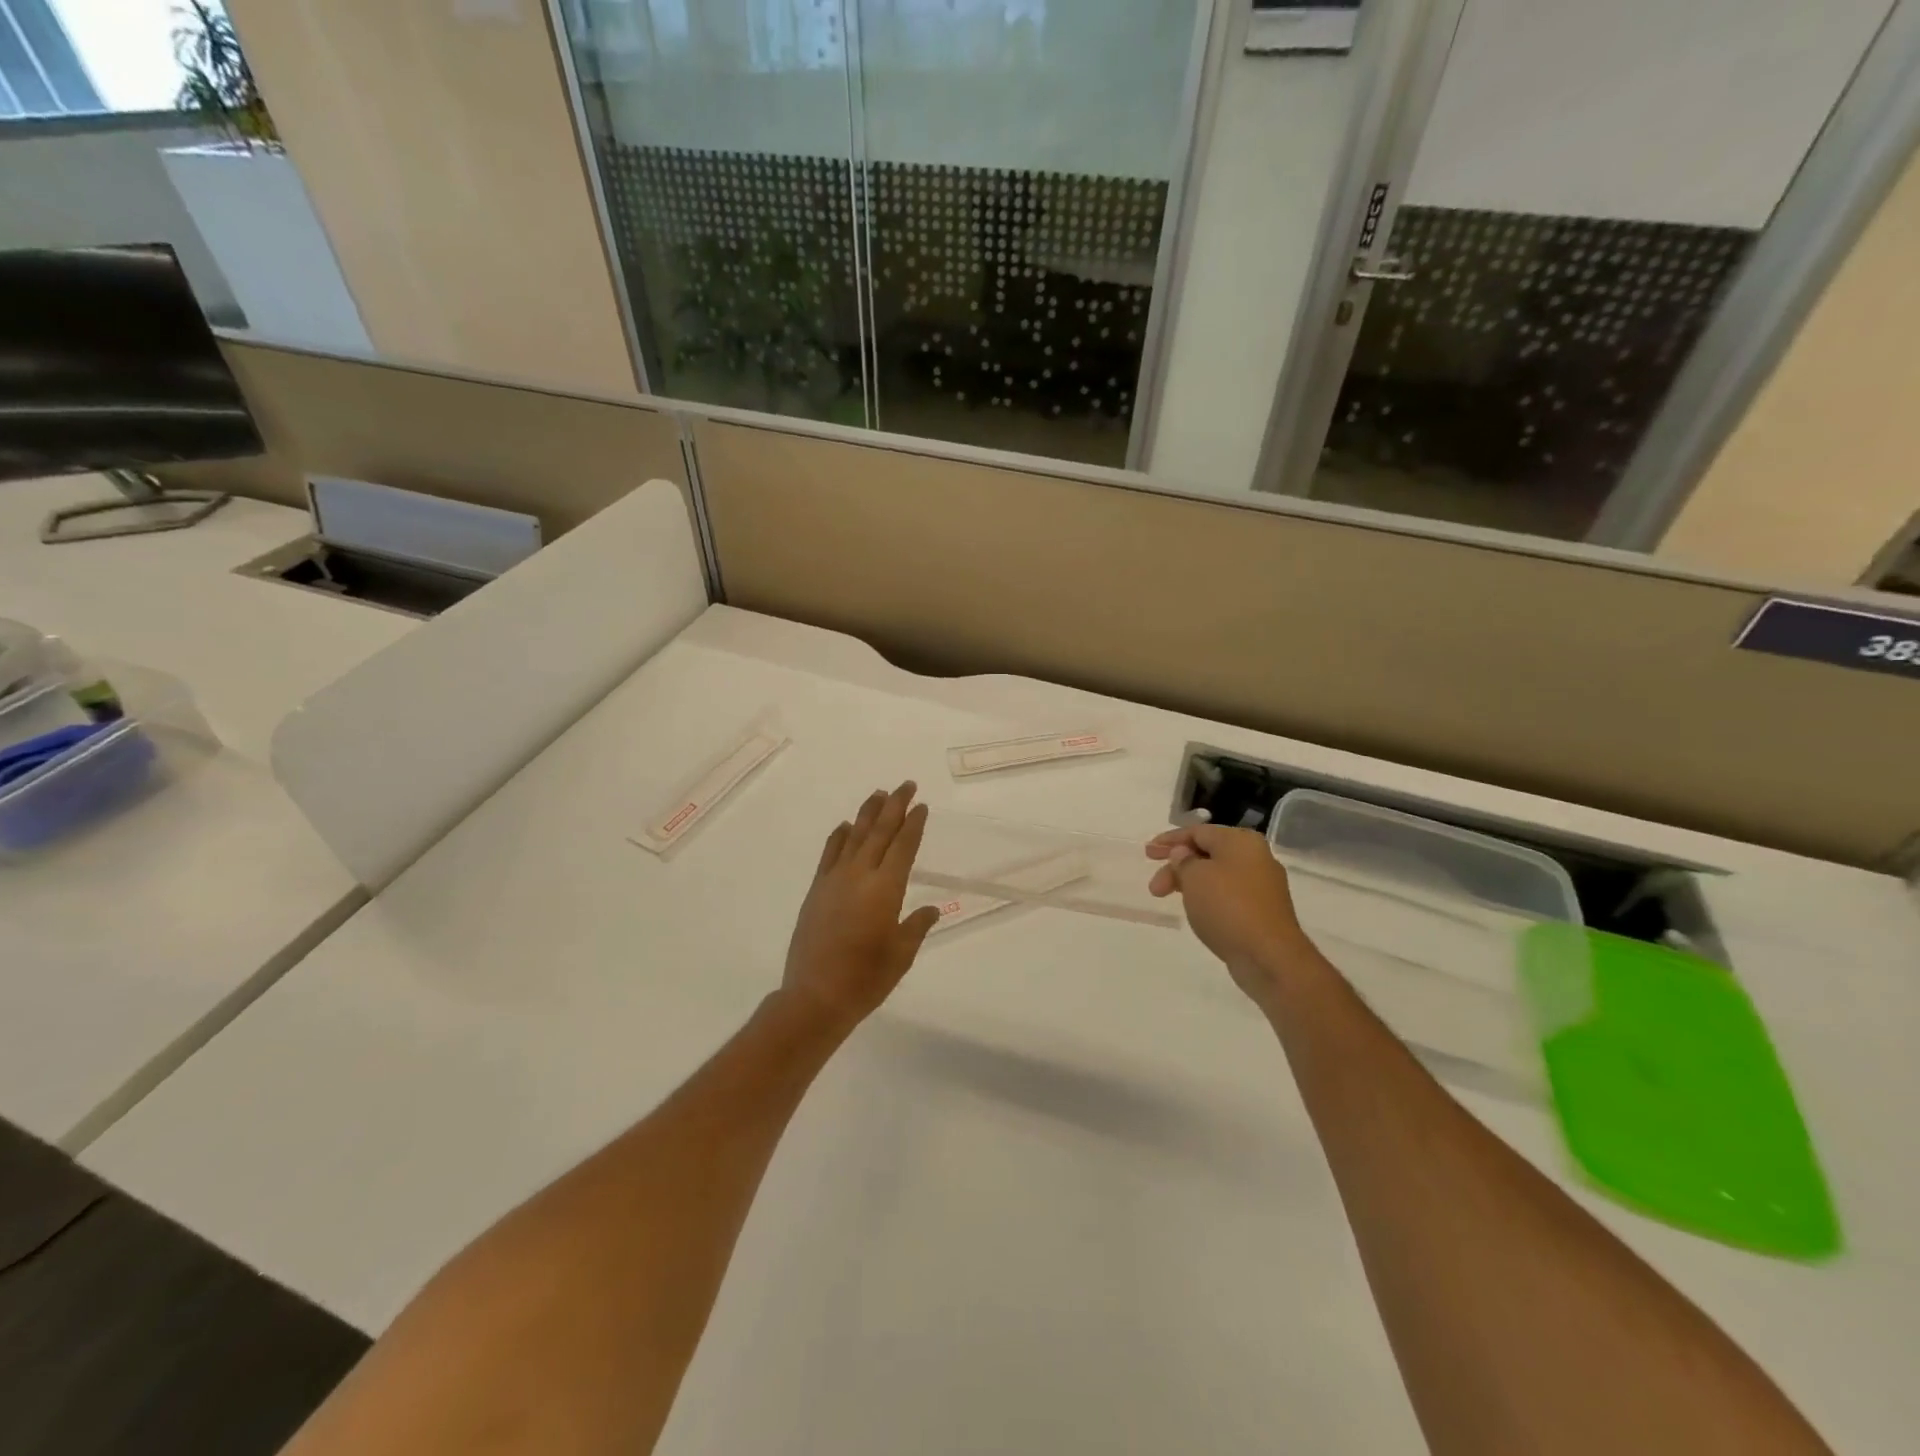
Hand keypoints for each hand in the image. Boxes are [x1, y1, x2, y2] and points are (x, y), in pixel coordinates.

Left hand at [781, 782, 941, 1036]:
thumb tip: (931, 909)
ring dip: (867, 813)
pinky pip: (830, 853)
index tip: (922, 806)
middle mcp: (860, 875)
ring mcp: (834, 880)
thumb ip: (916, 926)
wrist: (815, 996)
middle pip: (880, 831)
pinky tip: (846, 827)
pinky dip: (839, 836)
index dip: (914, 824)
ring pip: (854, 836)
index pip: (904, 846)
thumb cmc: (866, 979)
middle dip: (895, 806)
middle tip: (906, 785)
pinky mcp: (816, 890)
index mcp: (886, 888)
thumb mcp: (902, 954)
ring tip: (878, 793)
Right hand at [1147, 824, 1313, 1004]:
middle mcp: (1256, 856)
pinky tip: (1197, 910)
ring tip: (1171, 900)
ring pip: (1217, 875)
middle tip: (1154, 887)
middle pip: (1207, 853)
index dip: (1169, 840)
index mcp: (1240, 841)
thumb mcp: (1195, 877)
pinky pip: (1228, 894)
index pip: (1198, 832)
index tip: (1147, 852)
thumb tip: (1183, 854)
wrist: (1268, 956)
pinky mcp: (1263, 910)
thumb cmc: (1228, 907)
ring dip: (1190, 883)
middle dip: (1177, 867)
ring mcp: (1262, 884)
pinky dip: (1207, 897)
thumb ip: (1183, 860)